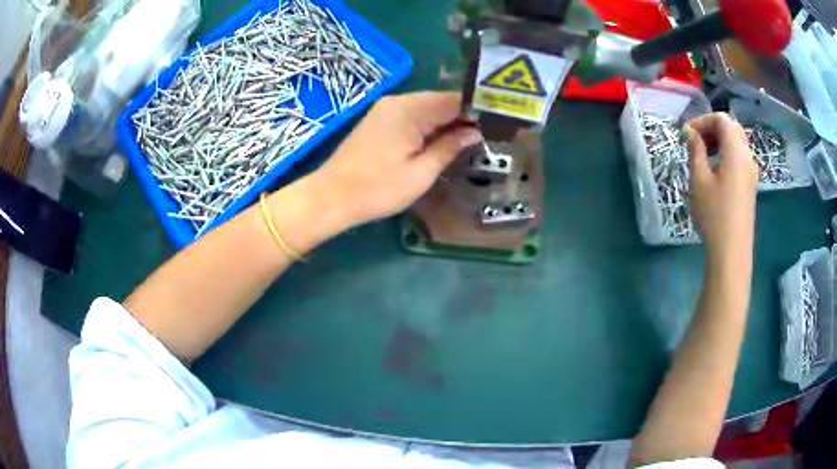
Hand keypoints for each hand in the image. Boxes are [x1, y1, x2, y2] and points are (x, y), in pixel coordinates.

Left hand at [307, 92, 481, 230]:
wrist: (332, 197)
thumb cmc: (378, 188)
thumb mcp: (421, 172)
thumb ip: (450, 147)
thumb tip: (474, 133)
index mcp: (410, 109)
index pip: (454, 100)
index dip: (478, 109)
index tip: (498, 121)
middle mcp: (398, 101)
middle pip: (441, 101)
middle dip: (464, 116)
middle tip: (489, 133)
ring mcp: (386, 109)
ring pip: (428, 108)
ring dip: (448, 121)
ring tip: (472, 138)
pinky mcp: (380, 120)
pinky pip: (413, 115)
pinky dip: (431, 125)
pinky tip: (444, 139)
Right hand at [685, 113, 758, 260]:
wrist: (732, 252)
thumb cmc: (714, 214)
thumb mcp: (699, 180)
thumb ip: (696, 150)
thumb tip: (690, 133)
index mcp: (736, 151)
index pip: (722, 119)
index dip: (703, 120)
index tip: (687, 134)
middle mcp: (747, 157)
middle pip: (732, 128)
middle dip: (712, 128)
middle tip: (695, 141)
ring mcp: (751, 172)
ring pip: (737, 143)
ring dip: (720, 141)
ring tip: (703, 154)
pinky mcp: (751, 185)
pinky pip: (740, 158)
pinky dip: (727, 154)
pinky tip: (715, 170)